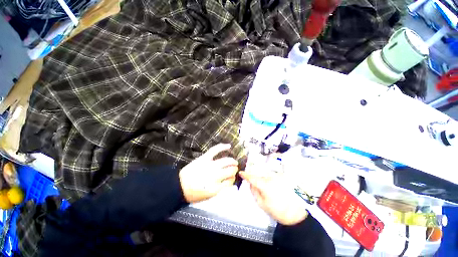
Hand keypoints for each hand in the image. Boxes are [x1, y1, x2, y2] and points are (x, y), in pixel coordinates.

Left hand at [179, 144, 238, 202]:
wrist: (179, 186)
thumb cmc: (193, 193)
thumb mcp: (208, 196)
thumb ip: (220, 189)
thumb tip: (228, 182)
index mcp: (216, 187)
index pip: (230, 181)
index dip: (232, 179)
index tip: (231, 178)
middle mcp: (215, 176)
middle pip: (231, 170)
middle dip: (234, 170)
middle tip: (234, 169)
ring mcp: (210, 165)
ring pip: (227, 161)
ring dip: (232, 161)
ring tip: (233, 162)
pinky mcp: (204, 158)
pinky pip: (215, 150)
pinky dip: (223, 147)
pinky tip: (229, 146)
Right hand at [239, 171, 307, 225]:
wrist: (297, 213)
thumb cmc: (278, 211)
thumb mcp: (262, 204)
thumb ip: (255, 192)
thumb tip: (251, 184)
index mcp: (265, 185)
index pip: (253, 178)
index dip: (246, 175)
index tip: (241, 173)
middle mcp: (272, 178)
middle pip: (259, 175)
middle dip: (256, 179)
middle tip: (255, 184)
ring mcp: (279, 176)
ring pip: (266, 175)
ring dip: (263, 179)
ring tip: (267, 188)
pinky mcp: (284, 177)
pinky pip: (273, 176)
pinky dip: (270, 180)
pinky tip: (274, 187)